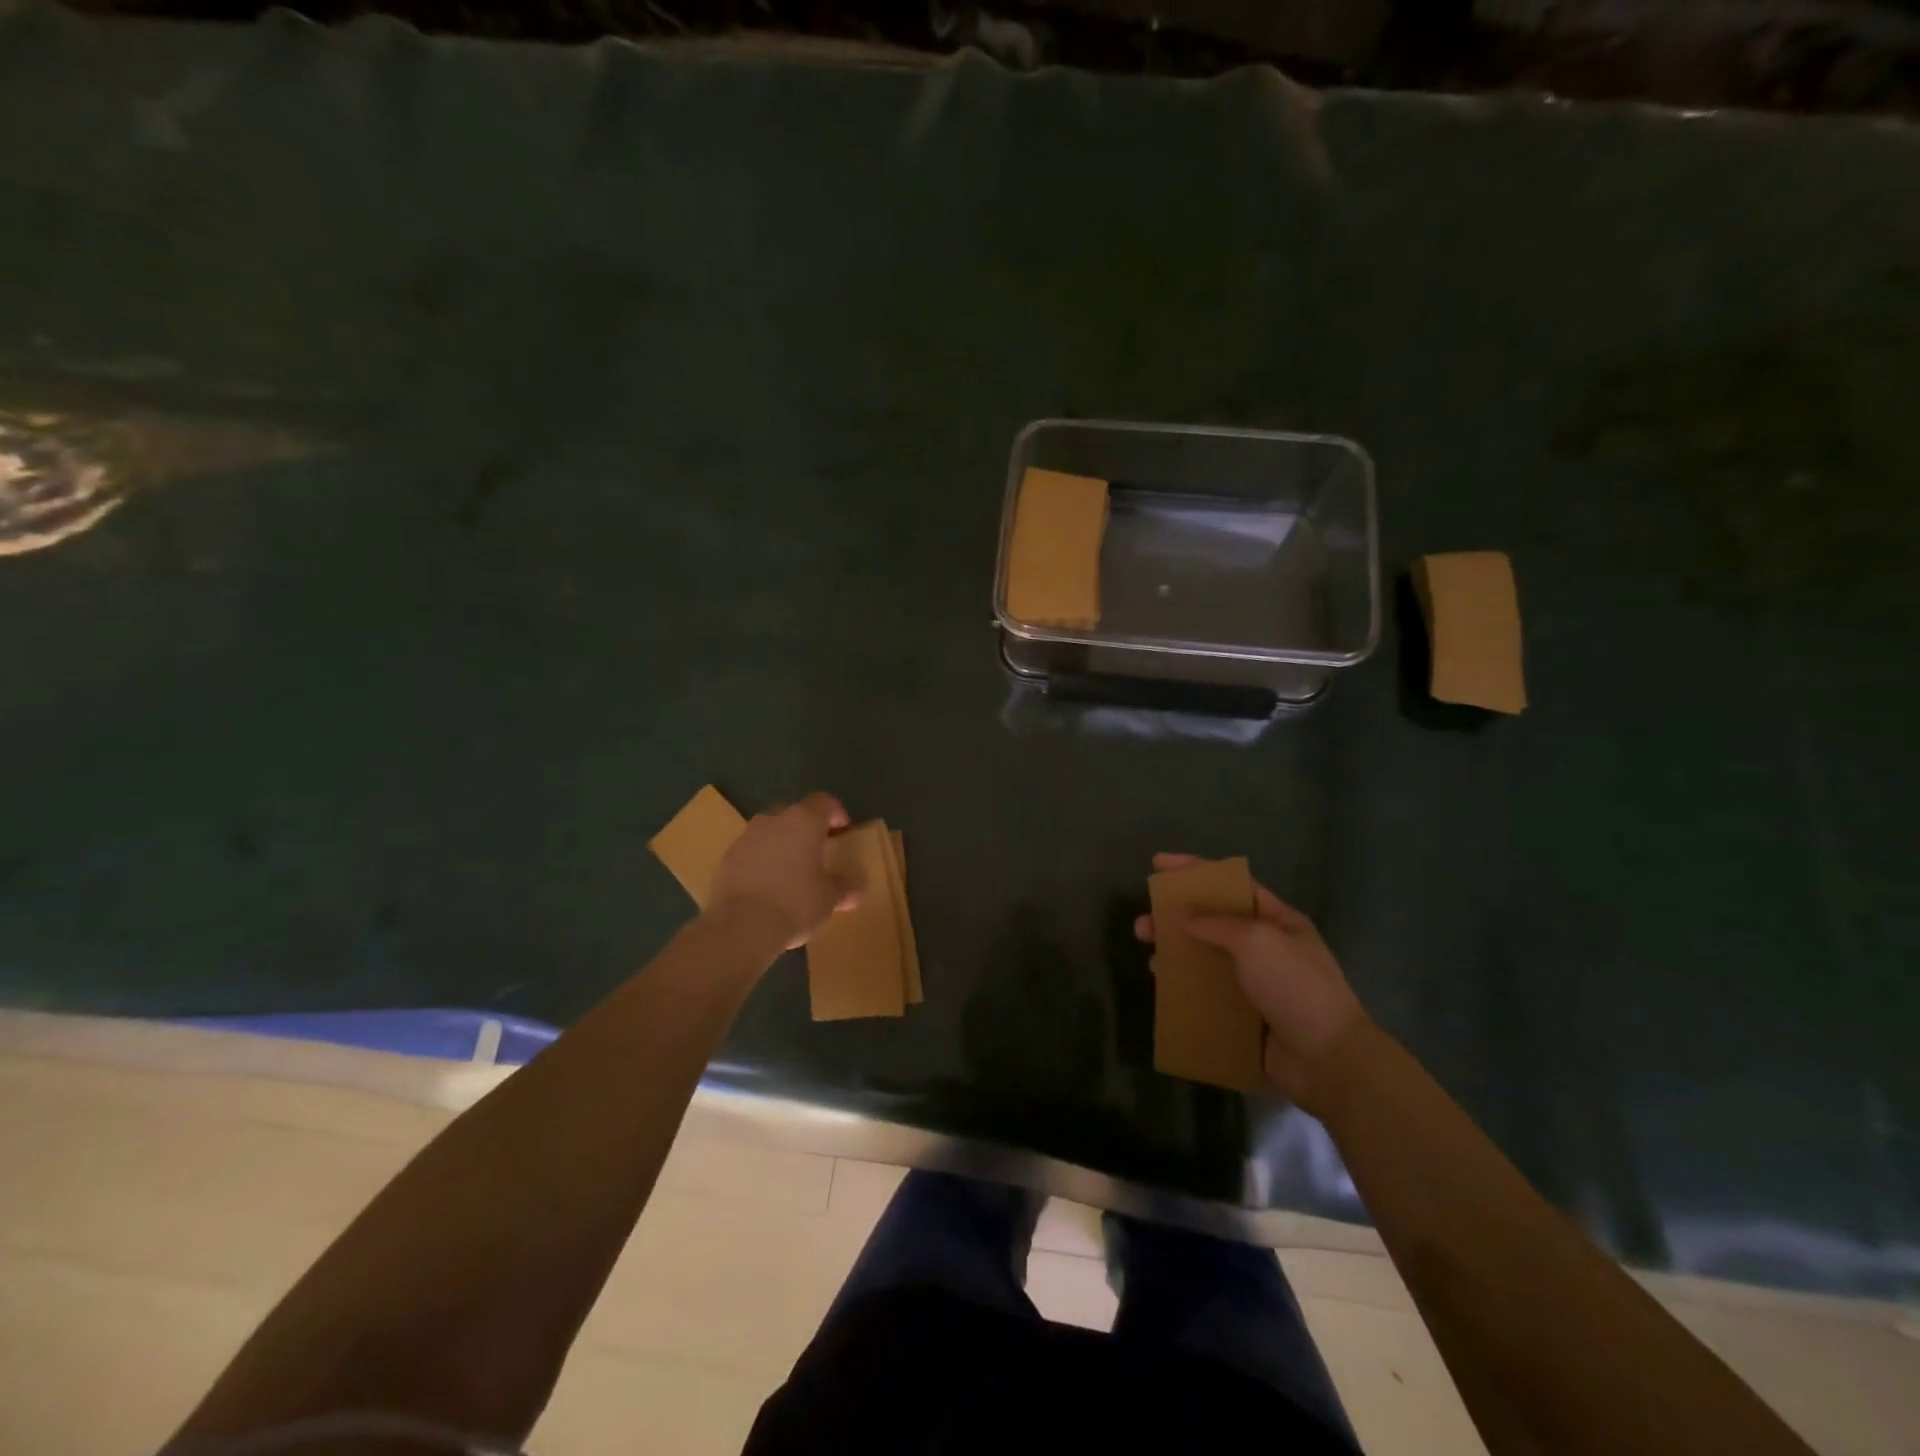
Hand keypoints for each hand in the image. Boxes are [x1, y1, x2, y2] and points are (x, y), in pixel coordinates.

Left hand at [707, 793, 859, 949]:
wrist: (741, 926)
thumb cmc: (795, 903)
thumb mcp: (829, 899)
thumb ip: (843, 888)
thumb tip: (854, 889)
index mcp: (804, 821)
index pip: (823, 802)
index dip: (835, 812)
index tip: (843, 829)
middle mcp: (773, 820)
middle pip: (793, 814)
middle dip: (806, 828)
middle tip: (817, 849)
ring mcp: (746, 838)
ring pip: (769, 832)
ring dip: (781, 844)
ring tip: (790, 870)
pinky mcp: (726, 859)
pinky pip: (750, 852)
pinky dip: (761, 862)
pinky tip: (767, 886)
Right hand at [1135, 853, 1369, 1107]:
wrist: (1327, 1060)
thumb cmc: (1295, 987)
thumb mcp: (1257, 941)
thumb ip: (1216, 923)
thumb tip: (1184, 918)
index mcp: (1278, 921)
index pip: (1232, 884)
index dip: (1195, 870)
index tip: (1159, 864)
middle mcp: (1266, 948)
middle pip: (1213, 921)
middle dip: (1177, 916)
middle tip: (1144, 920)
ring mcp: (1256, 984)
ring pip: (1206, 957)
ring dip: (1176, 950)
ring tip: (1147, 950)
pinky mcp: (1245, 1016)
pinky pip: (1207, 993)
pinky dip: (1184, 985)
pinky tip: (1163, 984)